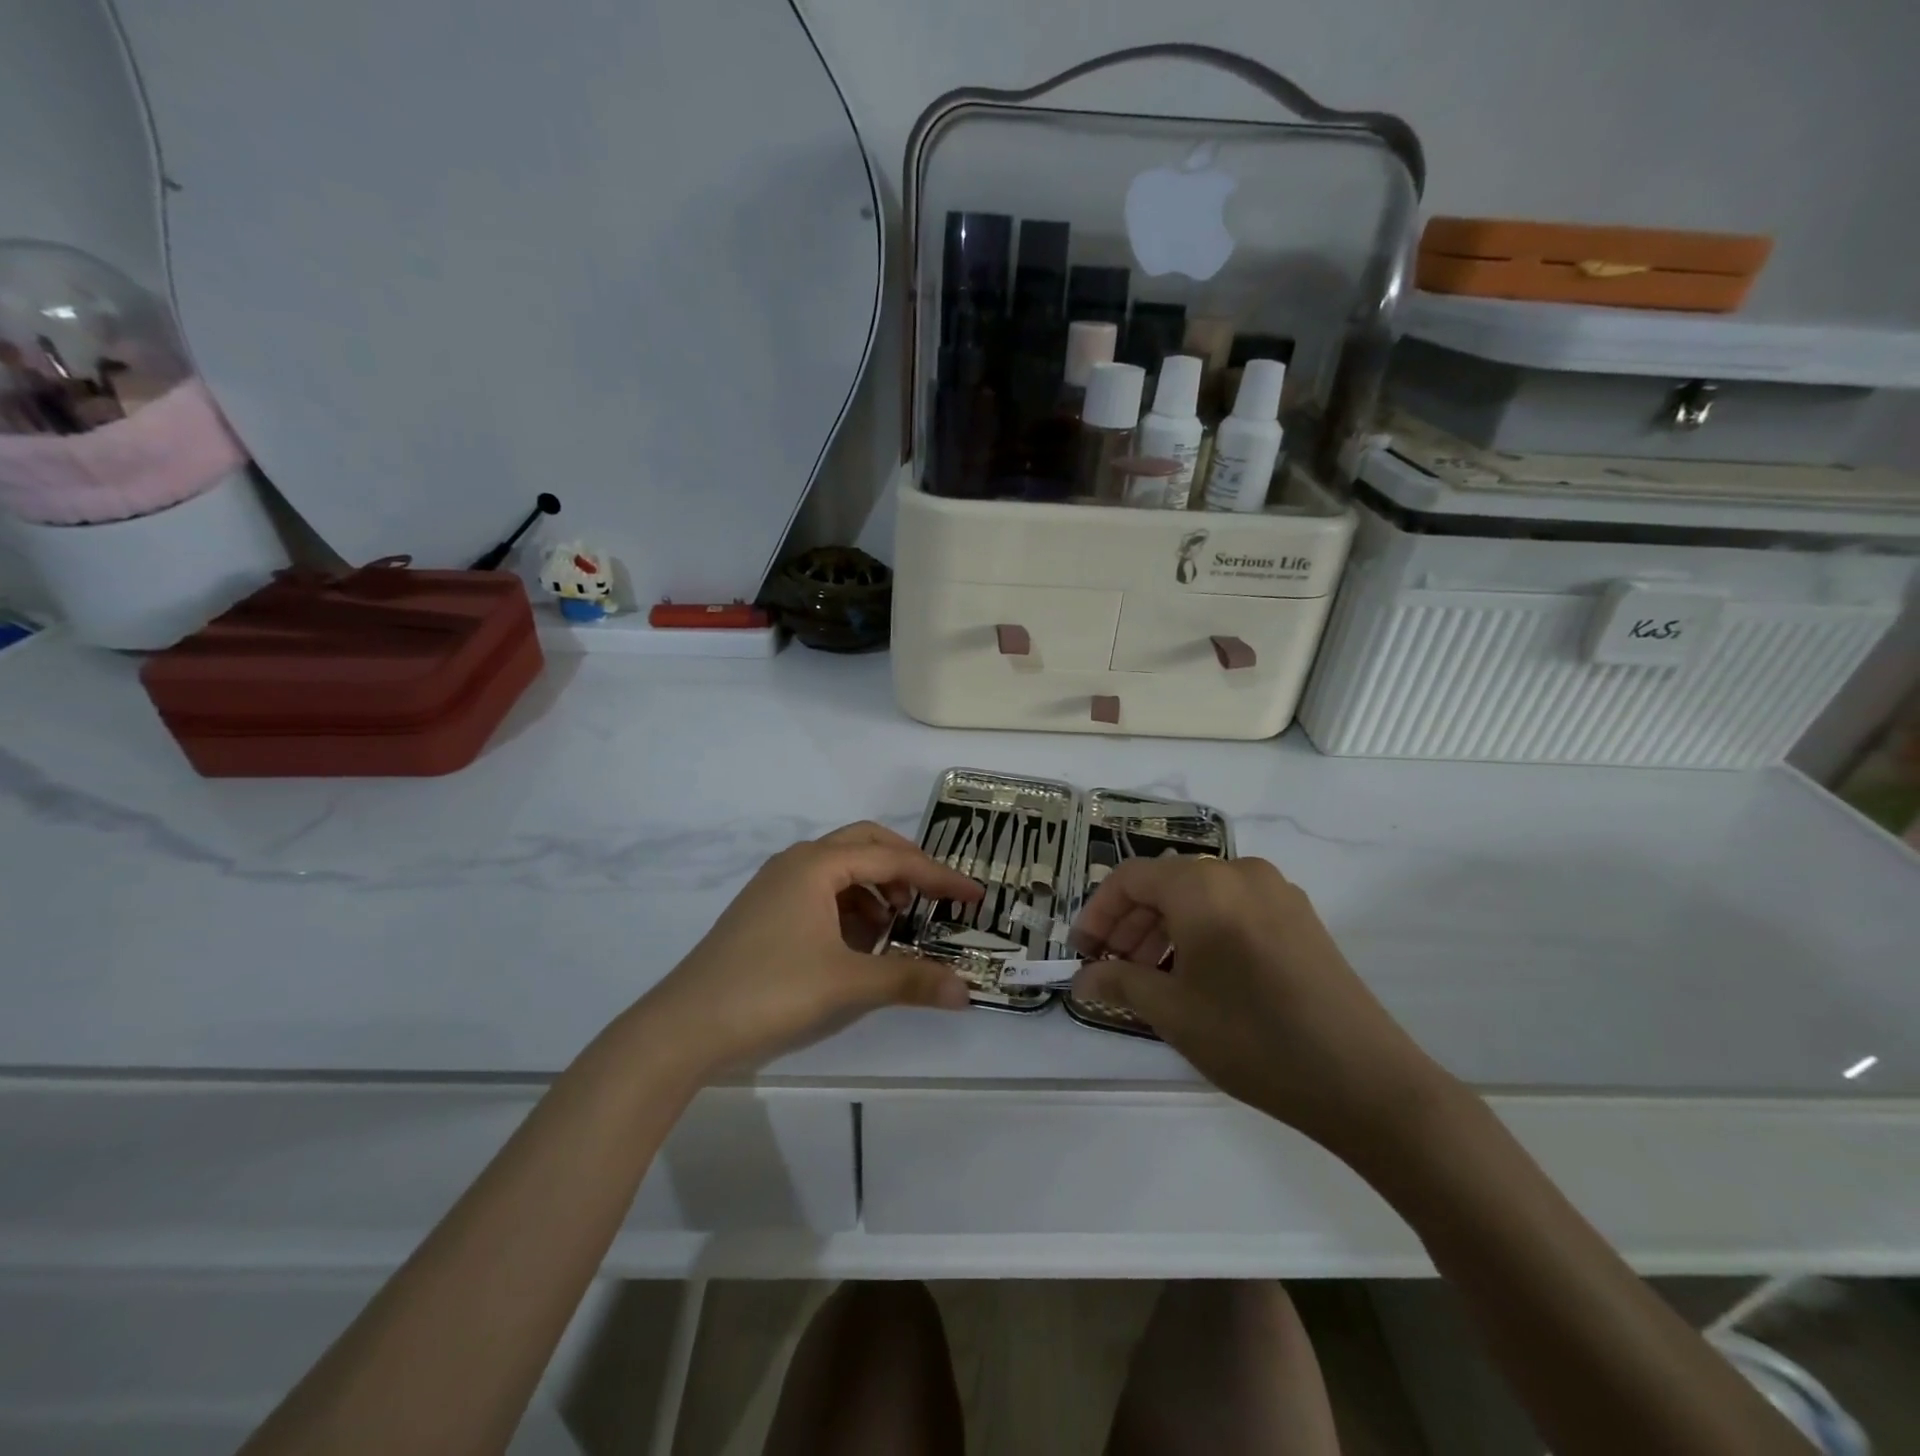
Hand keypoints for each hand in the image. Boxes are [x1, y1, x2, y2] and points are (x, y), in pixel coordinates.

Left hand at [642, 822, 981, 1075]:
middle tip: (934, 897)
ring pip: (840, 870)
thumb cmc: (771, 991)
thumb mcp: (849, 984)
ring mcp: (775, 887)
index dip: (938, 877)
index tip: (973, 896)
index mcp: (817, 864)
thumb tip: (966, 991)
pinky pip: (820, 894)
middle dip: (905, 867)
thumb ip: (910, 980)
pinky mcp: (764, 913)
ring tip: (897, 926)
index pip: (892, 858)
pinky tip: (859, 944)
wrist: (684, 1028)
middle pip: (864, 845)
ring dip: (876, 889)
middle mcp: (796, 863)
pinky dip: (849, 909)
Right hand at [1070, 856, 1454, 1161]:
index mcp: (1203, 885)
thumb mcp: (1173, 1012)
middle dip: (1131, 924)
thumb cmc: (1254, 1039)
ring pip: (1201, 897)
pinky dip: (1203, 933)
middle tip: (1112, 969)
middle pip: (1166, 884)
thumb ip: (1119, 982)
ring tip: (1152, 978)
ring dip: (1165, 930)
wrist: (1367, 1082)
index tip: (1082, 952)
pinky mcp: (1300, 918)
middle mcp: (1239, 872)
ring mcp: (1277, 892)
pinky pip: (1233, 909)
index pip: (1130, 878)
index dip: (1098, 912)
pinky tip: (1198, 977)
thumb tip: (1080, 980)